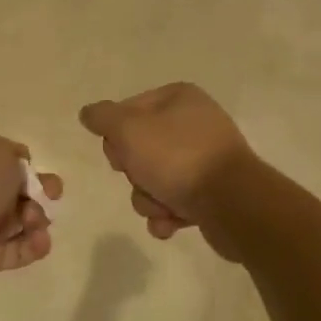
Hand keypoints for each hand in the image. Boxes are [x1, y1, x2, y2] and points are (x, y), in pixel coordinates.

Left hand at [0, 133, 60, 300]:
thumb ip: (18, 160)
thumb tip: (21, 175)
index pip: (4, 156)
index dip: (25, 164)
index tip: (37, 171)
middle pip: (15, 189)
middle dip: (39, 192)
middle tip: (51, 196)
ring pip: (19, 219)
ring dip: (36, 219)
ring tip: (35, 222)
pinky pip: (15, 249)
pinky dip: (32, 246)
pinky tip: (40, 242)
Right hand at [79, 83, 254, 259]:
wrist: (232, 204)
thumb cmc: (177, 158)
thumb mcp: (129, 129)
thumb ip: (103, 118)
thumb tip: (88, 113)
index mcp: (179, 98)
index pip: (128, 110)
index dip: (116, 135)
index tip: (119, 152)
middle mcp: (194, 123)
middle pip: (139, 148)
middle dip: (134, 172)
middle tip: (142, 177)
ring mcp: (205, 158)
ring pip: (154, 178)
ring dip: (149, 198)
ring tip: (163, 206)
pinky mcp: (213, 192)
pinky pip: (175, 201)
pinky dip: (168, 214)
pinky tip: (173, 222)